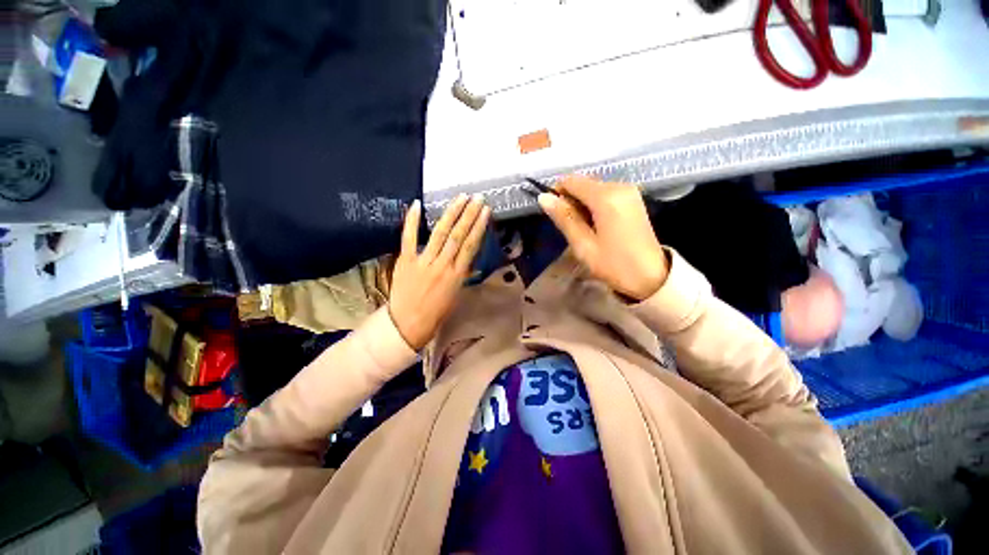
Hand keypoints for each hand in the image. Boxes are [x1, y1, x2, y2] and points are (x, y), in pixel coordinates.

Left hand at [389, 195, 490, 349]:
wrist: (408, 324)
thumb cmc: (436, 312)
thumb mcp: (456, 295)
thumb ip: (462, 274)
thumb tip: (468, 258)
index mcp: (457, 275)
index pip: (470, 246)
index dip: (479, 227)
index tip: (485, 211)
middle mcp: (442, 265)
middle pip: (458, 235)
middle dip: (469, 215)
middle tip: (476, 198)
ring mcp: (423, 262)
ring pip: (440, 233)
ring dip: (451, 214)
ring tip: (460, 198)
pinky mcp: (405, 261)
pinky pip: (409, 238)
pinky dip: (412, 221)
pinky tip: (417, 204)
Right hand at [537, 176, 667, 300]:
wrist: (651, 278)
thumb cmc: (614, 264)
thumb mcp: (583, 245)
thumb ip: (564, 218)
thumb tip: (543, 197)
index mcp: (606, 197)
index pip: (571, 181)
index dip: (557, 194)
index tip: (555, 216)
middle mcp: (619, 186)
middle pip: (583, 183)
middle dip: (571, 201)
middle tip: (572, 229)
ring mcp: (629, 191)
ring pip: (593, 189)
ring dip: (582, 205)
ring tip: (585, 231)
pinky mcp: (633, 199)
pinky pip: (605, 194)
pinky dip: (594, 206)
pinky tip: (597, 226)